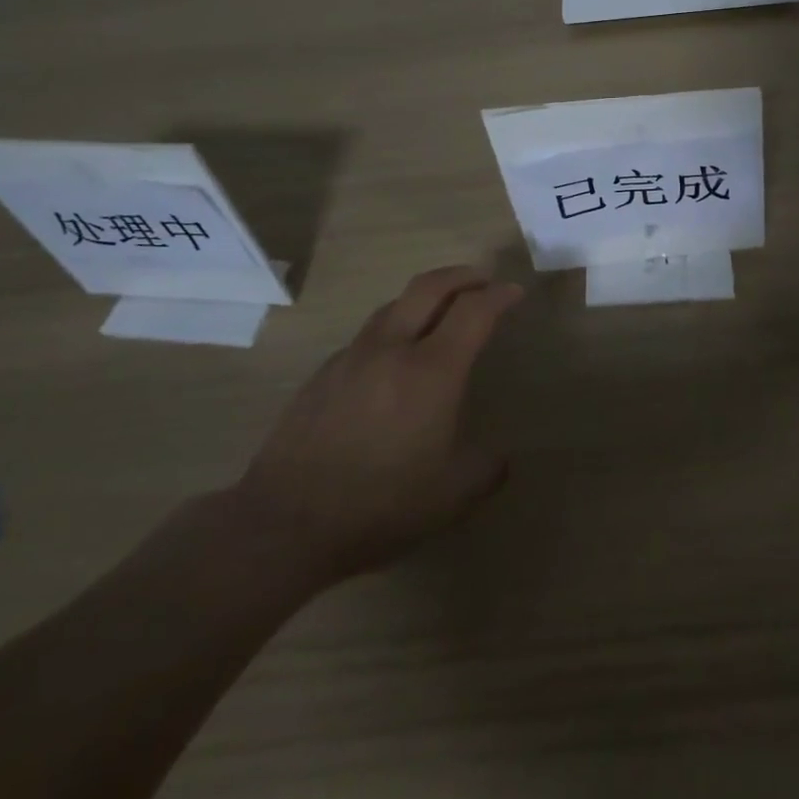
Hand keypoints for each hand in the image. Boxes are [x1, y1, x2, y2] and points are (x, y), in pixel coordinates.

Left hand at [224, 266, 522, 586]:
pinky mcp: (323, 374)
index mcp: (432, 370)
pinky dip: (393, 328)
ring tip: (440, 310)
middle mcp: (392, 349)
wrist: (284, 522)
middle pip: (429, 287)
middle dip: (462, 275)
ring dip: (425, 297)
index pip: (474, 311)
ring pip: (393, 305)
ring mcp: (352, 357)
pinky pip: (367, 335)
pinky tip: (393, 358)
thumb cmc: (380, 504)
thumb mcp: (452, 497)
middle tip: (482, 280)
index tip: (515, 292)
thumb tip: (500, 457)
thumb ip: (486, 469)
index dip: (499, 295)